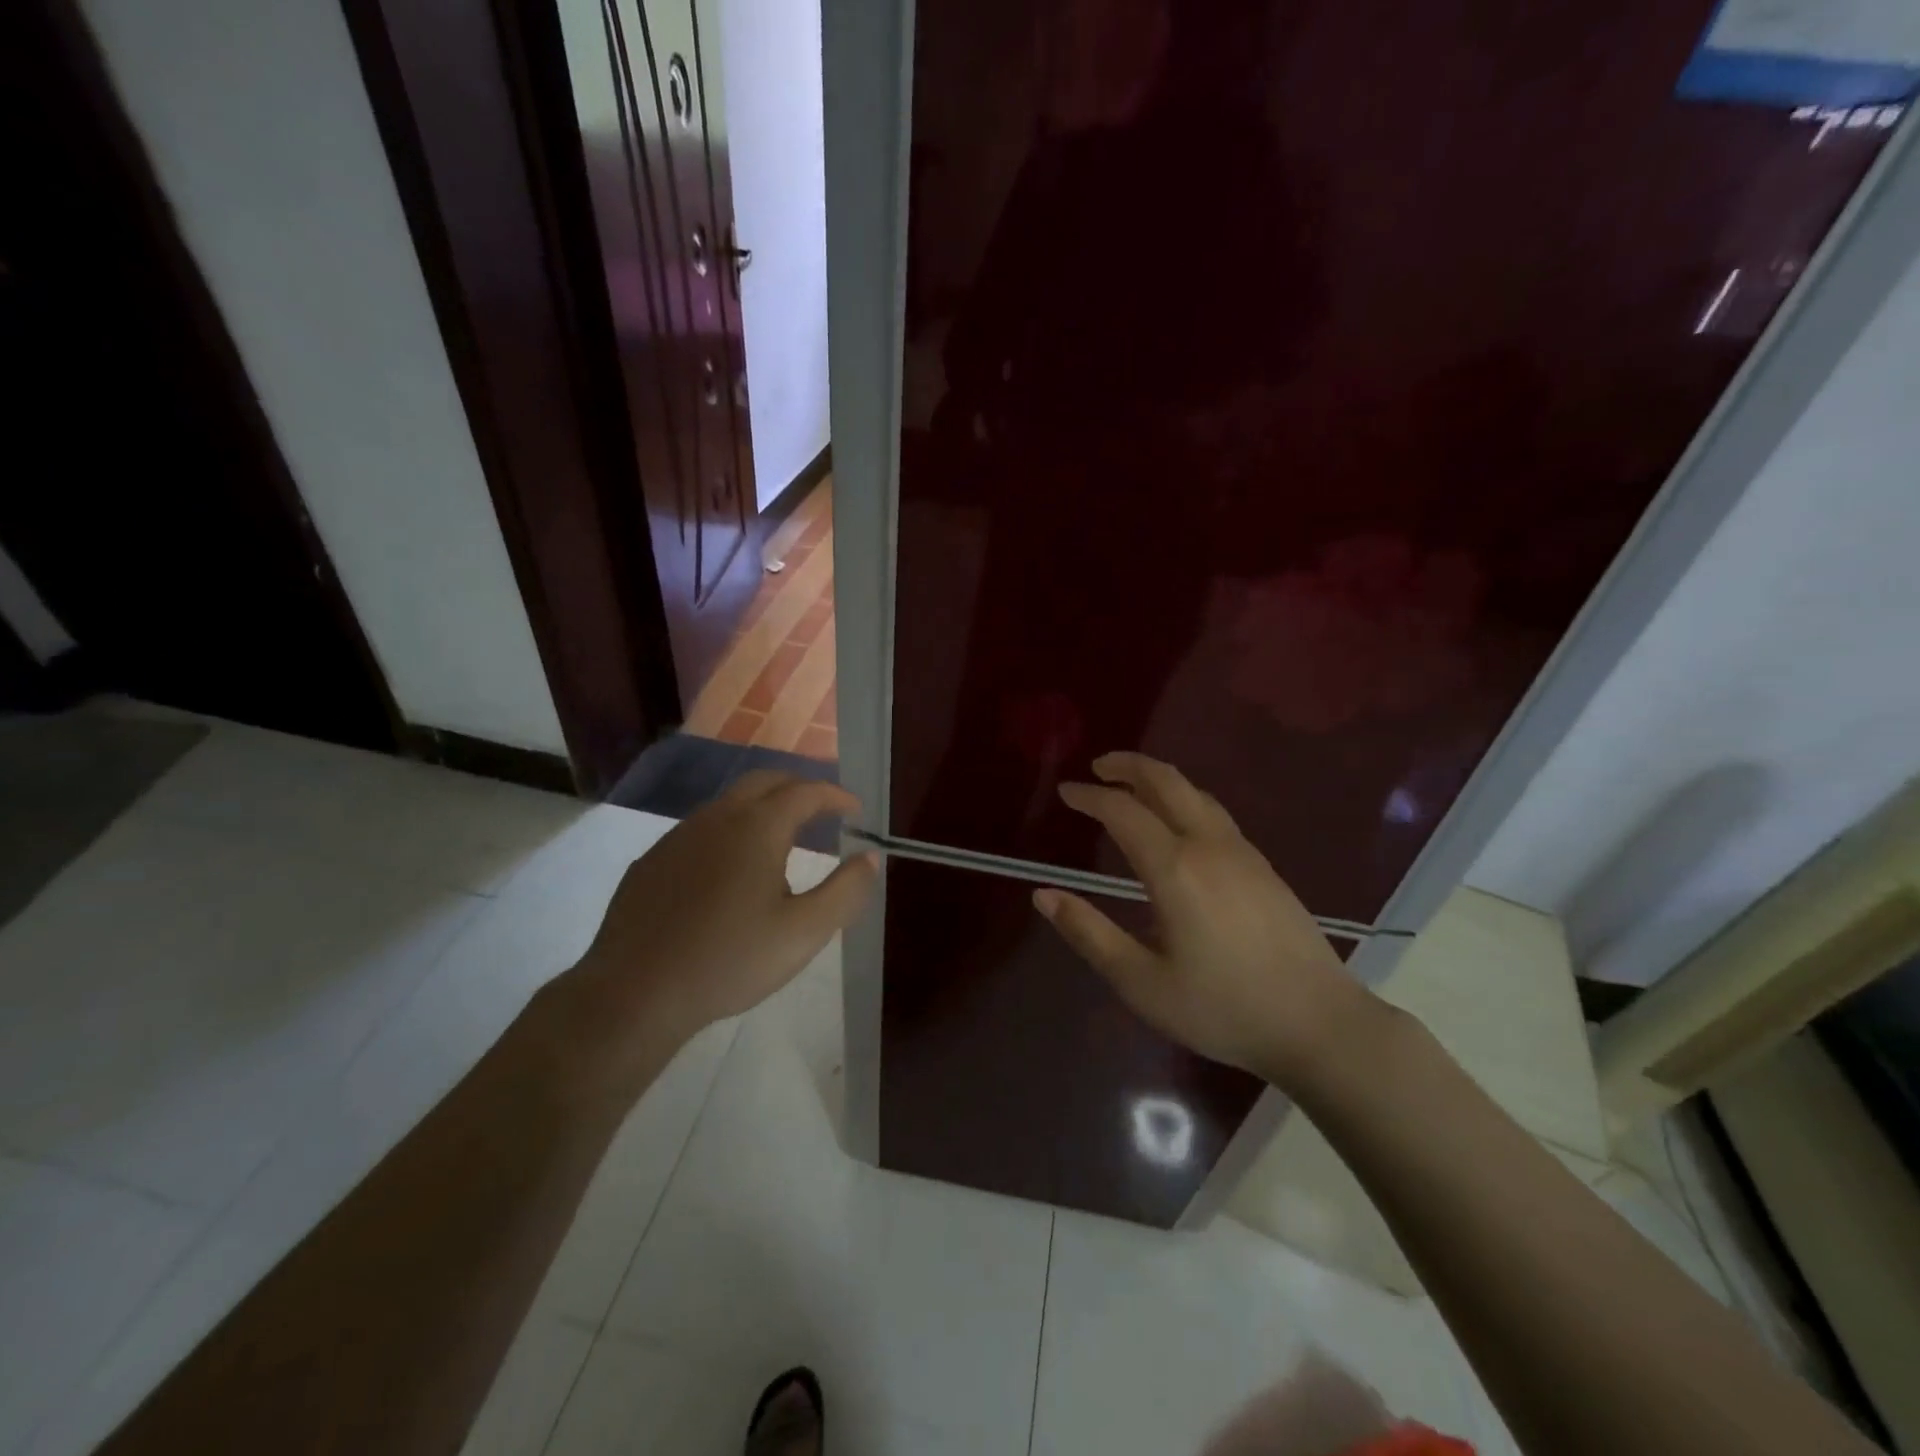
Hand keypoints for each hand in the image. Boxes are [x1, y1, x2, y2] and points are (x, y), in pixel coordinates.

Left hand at [561, 771, 877, 1086]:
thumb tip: (869, 857)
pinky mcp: (652, 861)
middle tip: (822, 810)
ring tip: (780, 839)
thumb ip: (845, 891)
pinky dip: (728, 832)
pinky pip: (700, 830)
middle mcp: (717, 818)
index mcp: (758, 827)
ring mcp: (678, 837)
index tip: (856, 809)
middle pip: (765, 782)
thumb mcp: (804, 932)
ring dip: (761, 808)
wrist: (634, 993)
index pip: (806, 792)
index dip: (836, 795)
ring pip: (728, 803)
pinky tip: (727, 871)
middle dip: (799, 788)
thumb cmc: (730, 960)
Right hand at [1035, 752, 1377, 1088]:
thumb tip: (1043, 895)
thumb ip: (1090, 934)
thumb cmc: (1223, 1008)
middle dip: (1128, 766)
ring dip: (1158, 780)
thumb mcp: (1142, 983)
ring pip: (1196, 794)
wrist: (1320, 1025)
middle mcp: (1209, 846)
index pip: (1123, 811)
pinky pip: (1215, 814)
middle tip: (1098, 767)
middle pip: (1167, 782)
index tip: (1066, 793)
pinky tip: (1179, 825)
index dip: (1090, 797)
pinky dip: (1184, 800)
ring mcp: (1243, 853)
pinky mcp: (1264, 867)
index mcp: (1175, 869)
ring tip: (1132, 787)